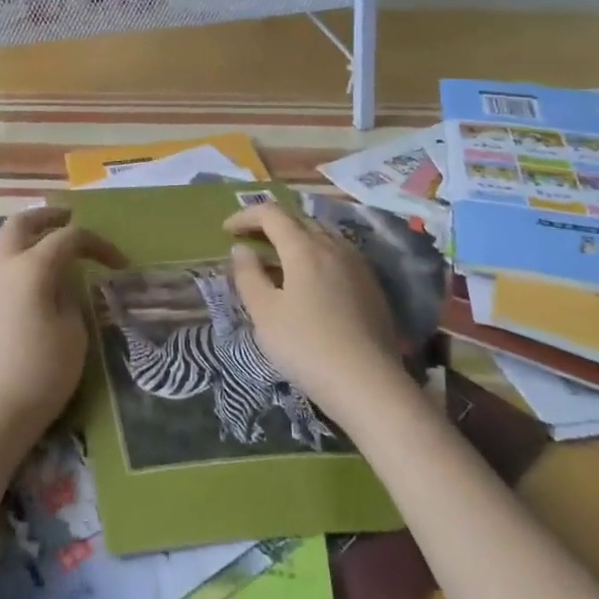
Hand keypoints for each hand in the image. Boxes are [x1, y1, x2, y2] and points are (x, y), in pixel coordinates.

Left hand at [0, 207, 123, 462]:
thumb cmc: (40, 372)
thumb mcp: (74, 334)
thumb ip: (72, 299)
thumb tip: (64, 287)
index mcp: (32, 267)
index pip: (69, 237)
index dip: (98, 244)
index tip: (120, 264)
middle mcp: (5, 267)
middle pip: (21, 223)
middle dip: (48, 215)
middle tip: (70, 217)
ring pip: (7, 244)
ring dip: (32, 238)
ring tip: (58, 250)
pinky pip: (4, 268)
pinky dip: (23, 261)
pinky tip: (40, 283)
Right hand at [224, 202, 402, 418]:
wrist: (369, 385)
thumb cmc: (307, 346)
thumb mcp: (264, 313)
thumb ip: (248, 275)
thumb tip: (242, 249)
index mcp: (304, 247)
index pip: (271, 213)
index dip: (246, 216)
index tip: (226, 231)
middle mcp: (333, 246)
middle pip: (298, 220)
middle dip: (270, 225)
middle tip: (249, 242)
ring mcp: (357, 265)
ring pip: (321, 235)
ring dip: (295, 239)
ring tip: (278, 260)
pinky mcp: (372, 286)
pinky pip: (338, 254)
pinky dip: (316, 255)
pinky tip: (310, 281)